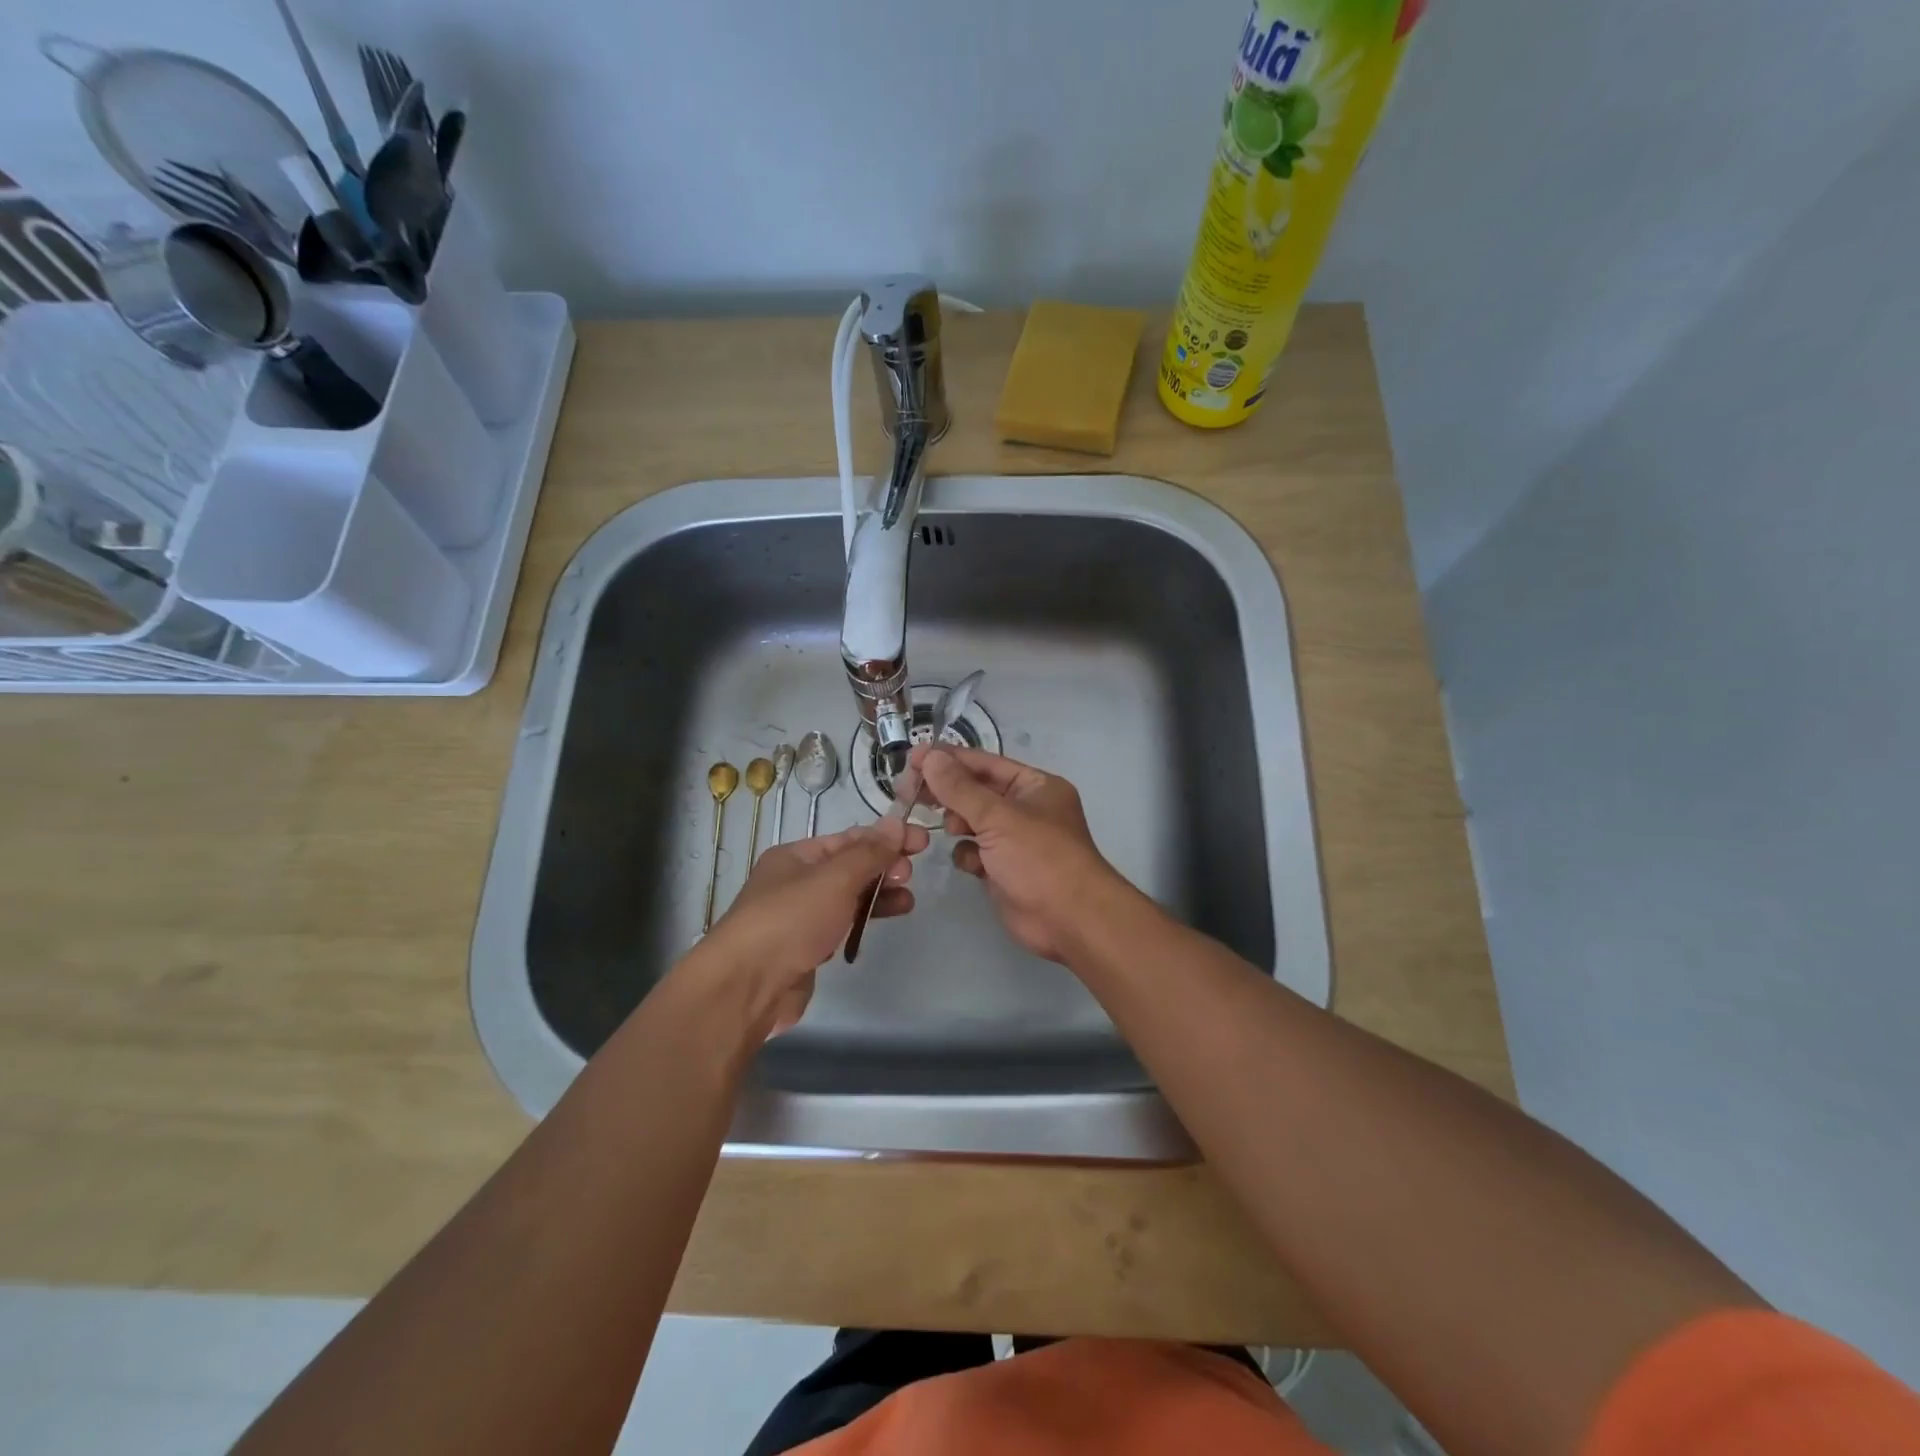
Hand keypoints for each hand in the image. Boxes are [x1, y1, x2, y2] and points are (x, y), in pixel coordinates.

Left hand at [703, 817, 928, 1034]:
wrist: (747, 986)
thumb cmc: (791, 920)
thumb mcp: (835, 878)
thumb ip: (869, 853)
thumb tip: (896, 823)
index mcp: (796, 856)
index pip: (849, 838)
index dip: (886, 837)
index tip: (922, 842)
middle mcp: (796, 882)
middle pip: (849, 866)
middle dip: (883, 866)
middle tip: (910, 875)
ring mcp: (800, 916)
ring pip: (848, 897)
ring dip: (879, 894)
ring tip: (908, 901)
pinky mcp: (806, 948)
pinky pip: (842, 924)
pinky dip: (864, 919)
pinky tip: (883, 921)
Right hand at [913, 745, 1122, 963]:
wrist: (1069, 920)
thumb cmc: (1039, 858)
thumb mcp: (998, 817)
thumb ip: (959, 788)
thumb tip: (929, 757)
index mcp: (1034, 786)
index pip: (985, 763)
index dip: (949, 759)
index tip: (913, 758)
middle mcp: (1025, 809)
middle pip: (975, 791)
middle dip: (947, 792)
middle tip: (909, 792)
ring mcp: (1014, 841)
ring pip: (972, 822)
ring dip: (957, 823)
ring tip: (950, 829)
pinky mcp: (1003, 869)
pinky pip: (974, 852)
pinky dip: (968, 855)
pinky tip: (971, 863)